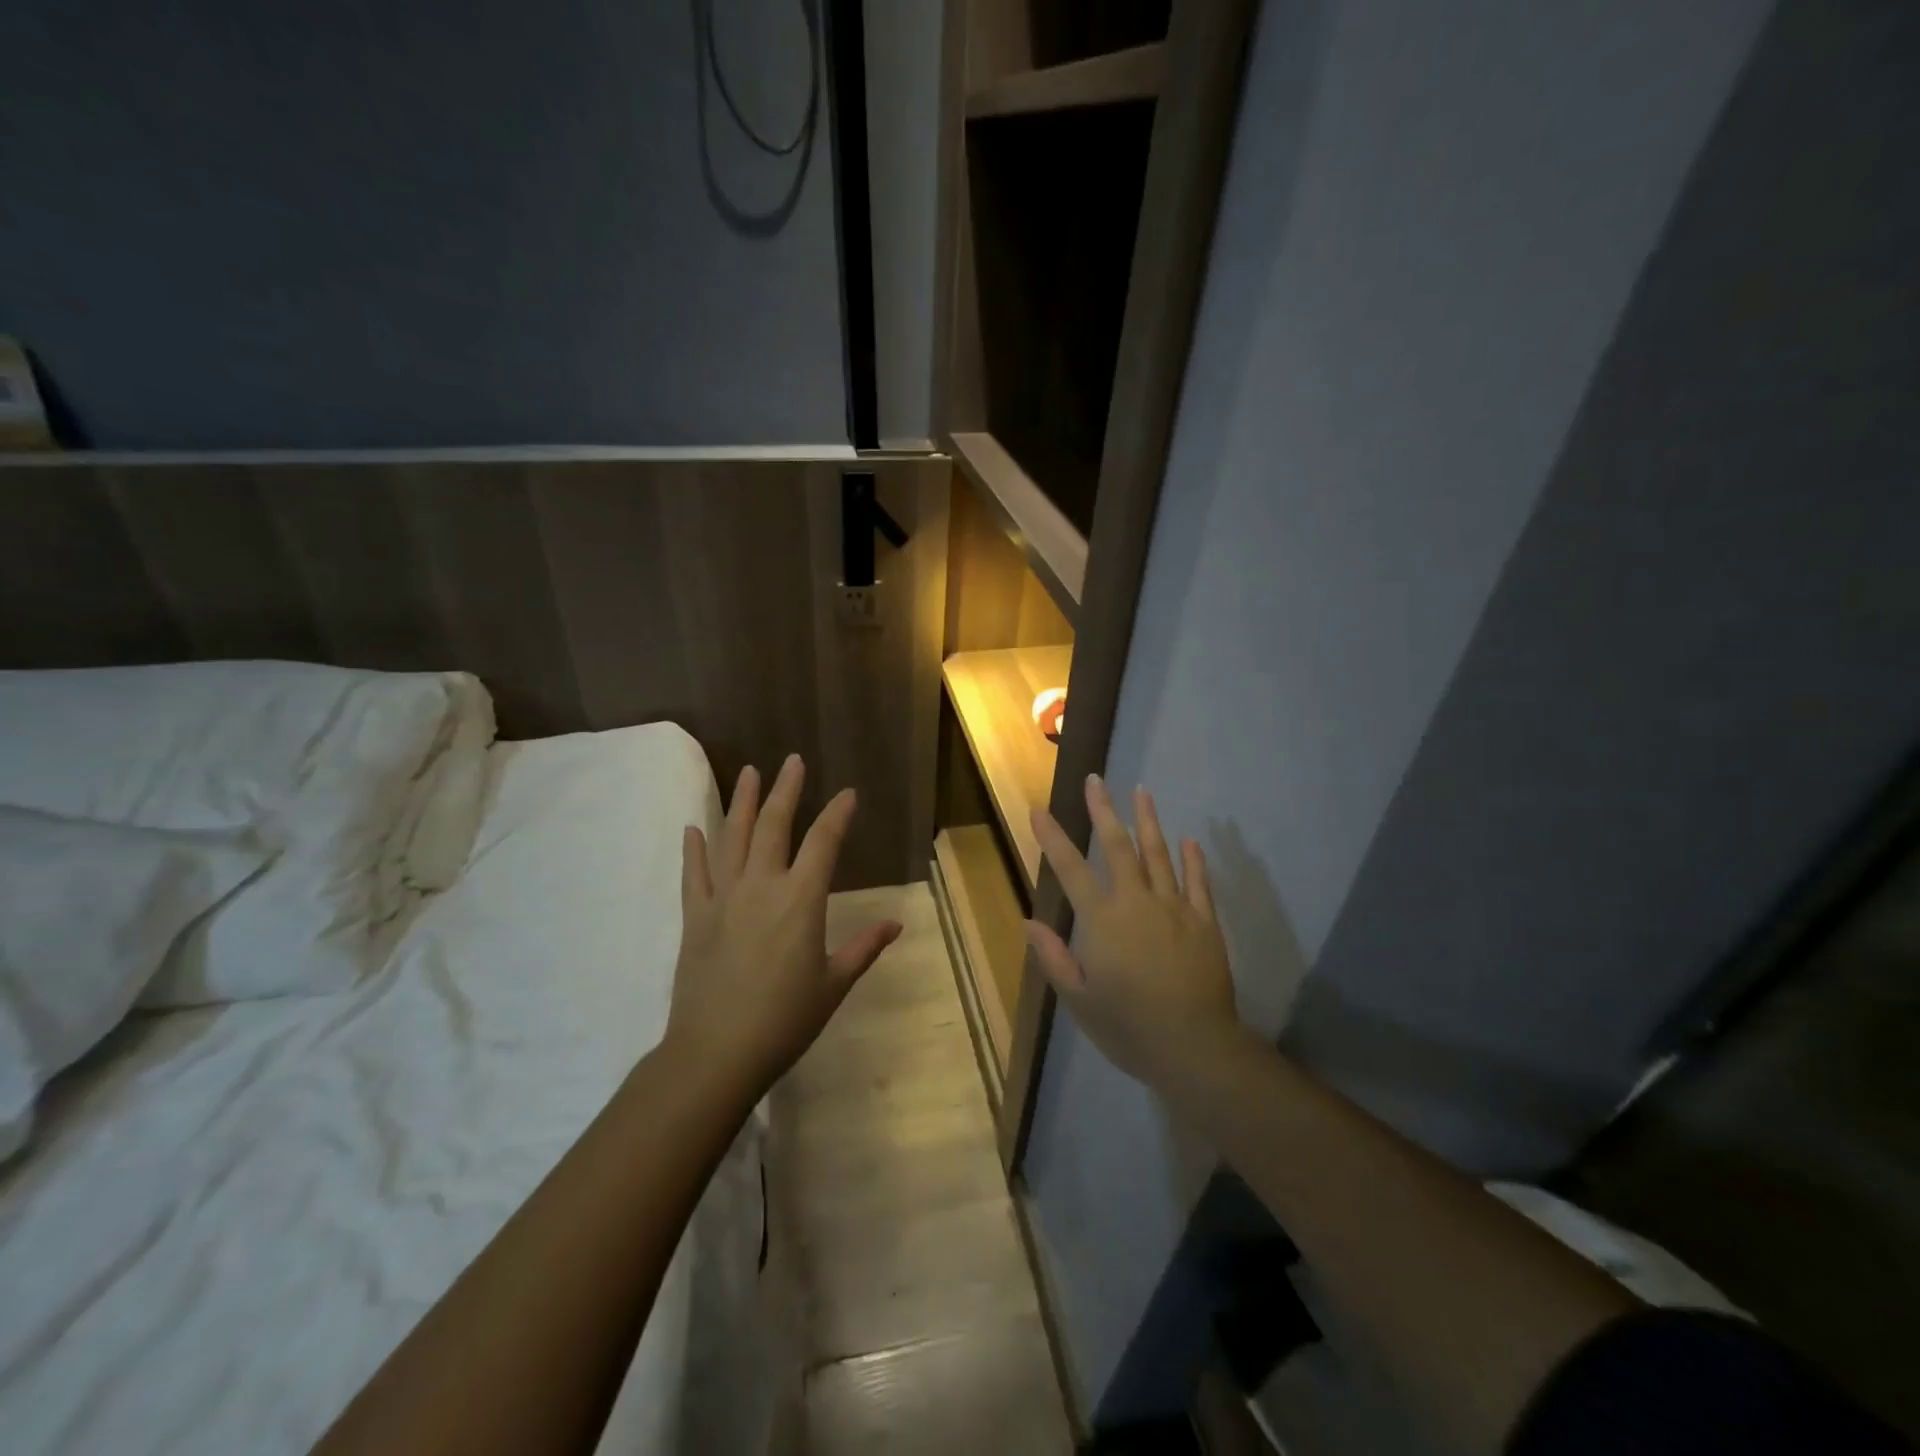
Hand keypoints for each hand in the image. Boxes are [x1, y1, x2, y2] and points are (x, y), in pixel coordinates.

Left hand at [668, 755, 901, 1098]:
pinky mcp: (696, 916)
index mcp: (801, 899)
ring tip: (749, 772)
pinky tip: (694, 827)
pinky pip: (694, 873)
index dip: (838, 814)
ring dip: (743, 802)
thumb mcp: (833, 985)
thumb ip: (863, 948)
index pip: (823, 842)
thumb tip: (895, 924)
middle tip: (792, 760)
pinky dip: (695, 849)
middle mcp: (762, 886)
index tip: (848, 792)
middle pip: (775, 825)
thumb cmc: (784, 1020)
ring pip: (734, 838)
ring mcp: (724, 897)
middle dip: (786, 790)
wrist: (716, 1052)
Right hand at [1028, 777, 1243, 1090]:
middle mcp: (1137, 903)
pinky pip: (1198, 883)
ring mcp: (1175, 909)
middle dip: (1103, 811)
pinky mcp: (1205, 922)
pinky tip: (1188, 840)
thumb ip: (1054, 958)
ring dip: (1148, 821)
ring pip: (1159, 855)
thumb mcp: (1080, 1001)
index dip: (1053, 838)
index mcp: (1103, 921)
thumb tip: (1028, 922)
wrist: (1196, 1048)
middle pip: (1118, 847)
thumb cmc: (1130, 1028)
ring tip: (1141, 792)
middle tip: (1096, 780)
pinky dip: (1192, 860)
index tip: (1039, 810)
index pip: (1071, 870)